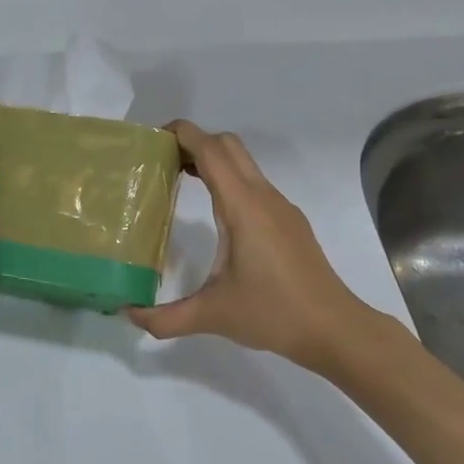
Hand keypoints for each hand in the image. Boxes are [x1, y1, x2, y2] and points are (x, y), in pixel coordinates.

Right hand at [126, 121, 393, 373]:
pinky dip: (229, 181)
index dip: (182, 134)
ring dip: (212, 160)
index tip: (153, 139)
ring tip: (180, 180)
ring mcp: (281, 208)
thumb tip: (129, 314)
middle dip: (194, 142)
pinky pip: (254, 184)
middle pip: (228, 146)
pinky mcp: (290, 222)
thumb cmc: (273, 313)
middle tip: (162, 161)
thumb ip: (165, 317)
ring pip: (244, 163)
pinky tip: (215, 213)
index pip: (211, 151)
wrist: (334, 329)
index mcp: (243, 207)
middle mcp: (263, 197)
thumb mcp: (212, 315)